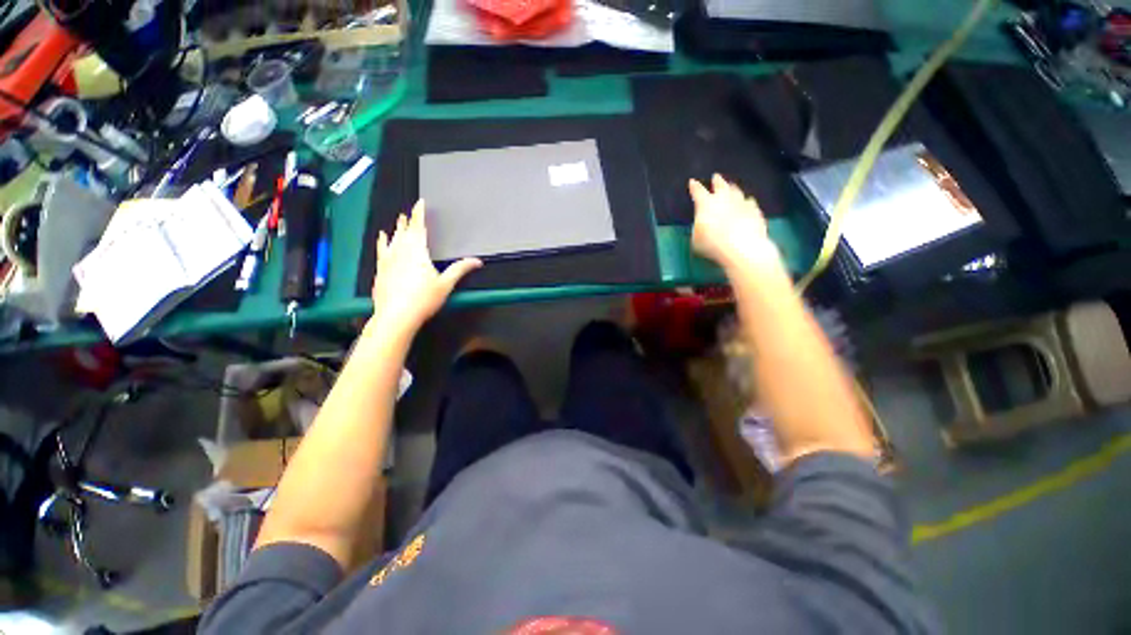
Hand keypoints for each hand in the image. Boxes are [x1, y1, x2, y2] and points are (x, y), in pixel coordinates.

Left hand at [369, 200, 481, 335]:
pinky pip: (381, 250)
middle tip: (409, 213)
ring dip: (396, 230)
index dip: (419, 214)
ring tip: (396, 223)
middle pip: (404, 232)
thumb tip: (477, 261)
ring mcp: (387, 260)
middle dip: (408, 221)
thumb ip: (460, 269)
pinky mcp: (380, 270)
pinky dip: (382, 242)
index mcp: (417, 251)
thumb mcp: (446, 284)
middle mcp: (400, 251)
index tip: (420, 202)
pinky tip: (381, 239)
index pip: (418, 227)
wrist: (396, 316)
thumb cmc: (424, 299)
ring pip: (392, 240)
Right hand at [688, 175, 779, 270]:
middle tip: (716, 176)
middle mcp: (724, 198)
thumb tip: (701, 225)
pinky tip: (747, 203)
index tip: (692, 182)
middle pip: (721, 185)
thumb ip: (698, 228)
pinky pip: (750, 203)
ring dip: (733, 189)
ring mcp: (742, 203)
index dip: (694, 187)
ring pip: (737, 191)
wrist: (742, 247)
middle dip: (717, 181)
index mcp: (706, 204)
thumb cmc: (712, 244)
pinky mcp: (755, 211)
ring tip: (731, 187)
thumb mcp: (696, 239)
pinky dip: (746, 202)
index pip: (698, 191)